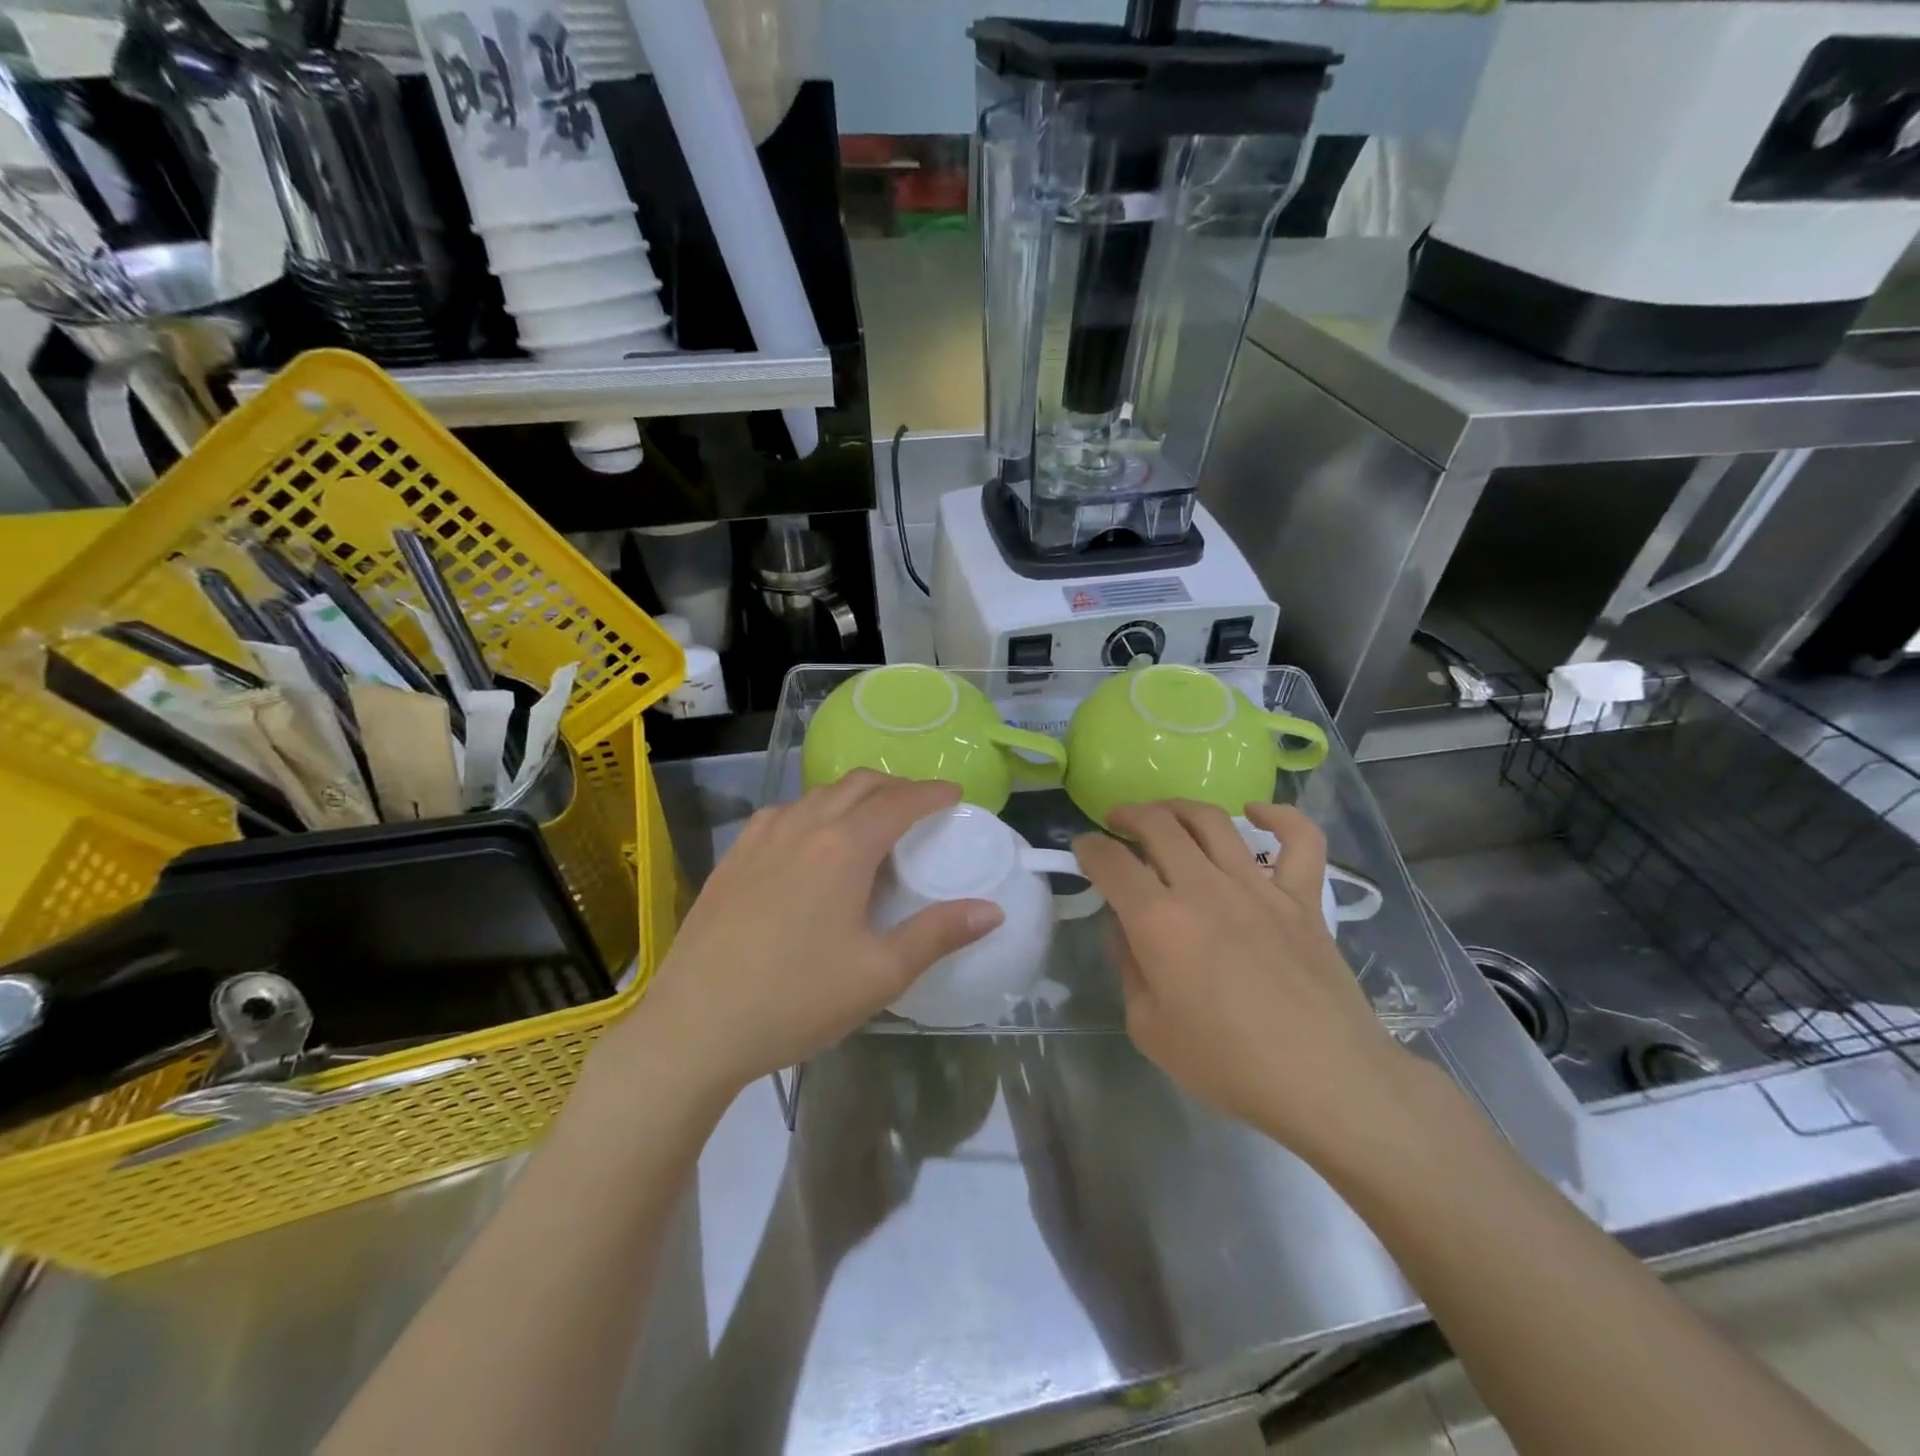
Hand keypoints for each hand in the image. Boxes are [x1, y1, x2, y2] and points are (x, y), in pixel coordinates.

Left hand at [605, 772, 1003, 1100]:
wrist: (694, 1026)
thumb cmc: (796, 999)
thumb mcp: (880, 974)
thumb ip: (938, 934)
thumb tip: (992, 910)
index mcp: (843, 848)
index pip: (899, 802)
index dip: (932, 794)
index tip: (954, 796)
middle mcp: (802, 826)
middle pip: (859, 784)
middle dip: (896, 787)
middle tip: (920, 808)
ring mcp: (761, 838)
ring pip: (818, 794)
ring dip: (854, 796)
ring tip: (871, 823)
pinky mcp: (733, 857)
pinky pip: (784, 813)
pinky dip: (814, 811)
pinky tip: (812, 843)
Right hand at [1072, 800, 1412, 1158]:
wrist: (1326, 1082)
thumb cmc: (1228, 1065)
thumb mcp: (1148, 1027)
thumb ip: (1128, 966)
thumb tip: (1126, 926)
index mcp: (1159, 922)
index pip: (1111, 861)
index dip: (1088, 847)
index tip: (1082, 849)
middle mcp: (1205, 889)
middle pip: (1157, 824)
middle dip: (1128, 815)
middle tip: (1117, 822)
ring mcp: (1259, 887)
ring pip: (1212, 820)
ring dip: (1178, 807)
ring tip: (1165, 814)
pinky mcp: (1303, 897)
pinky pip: (1298, 839)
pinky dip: (1278, 816)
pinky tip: (1255, 813)